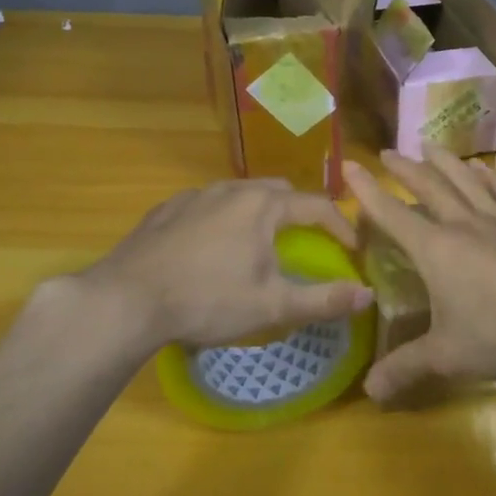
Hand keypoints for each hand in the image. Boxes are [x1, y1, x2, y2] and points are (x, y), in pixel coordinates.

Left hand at [80, 179, 371, 350]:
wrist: (126, 300)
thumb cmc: (207, 300)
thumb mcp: (272, 305)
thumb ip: (324, 299)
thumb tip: (368, 296)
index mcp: (263, 205)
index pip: (317, 206)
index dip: (340, 227)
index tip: (352, 250)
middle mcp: (231, 189)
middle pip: (278, 191)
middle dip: (299, 213)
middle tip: (306, 242)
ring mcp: (194, 195)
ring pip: (240, 195)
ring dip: (259, 214)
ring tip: (259, 244)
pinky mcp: (166, 210)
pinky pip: (207, 205)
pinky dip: (223, 219)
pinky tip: (212, 248)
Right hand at [344, 147, 495, 402]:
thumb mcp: (447, 355)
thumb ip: (406, 368)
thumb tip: (369, 393)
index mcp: (436, 249)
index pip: (392, 214)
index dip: (367, 191)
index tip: (349, 165)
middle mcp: (465, 224)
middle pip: (430, 187)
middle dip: (405, 169)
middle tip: (388, 152)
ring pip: (468, 181)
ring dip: (446, 162)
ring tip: (431, 146)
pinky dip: (493, 178)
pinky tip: (486, 170)